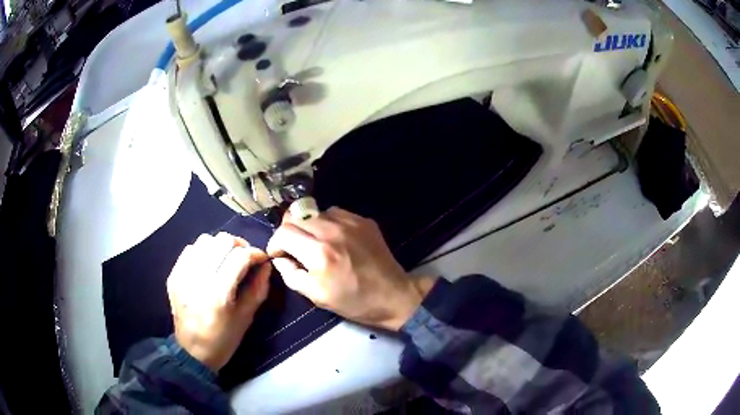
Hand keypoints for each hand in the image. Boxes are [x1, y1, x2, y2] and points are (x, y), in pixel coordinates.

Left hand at [166, 232, 270, 370]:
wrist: (193, 352)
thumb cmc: (224, 339)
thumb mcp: (247, 317)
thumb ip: (258, 288)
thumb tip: (265, 265)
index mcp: (219, 294)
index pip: (240, 257)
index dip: (255, 253)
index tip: (262, 259)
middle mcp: (198, 280)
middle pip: (221, 241)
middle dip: (239, 245)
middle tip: (244, 258)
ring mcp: (183, 276)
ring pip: (204, 240)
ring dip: (220, 246)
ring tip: (225, 259)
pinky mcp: (173, 276)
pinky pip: (189, 249)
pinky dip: (203, 251)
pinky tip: (208, 264)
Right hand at [266, 207, 435, 330]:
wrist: (393, 295)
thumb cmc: (354, 301)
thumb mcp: (316, 296)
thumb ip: (291, 275)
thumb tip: (280, 258)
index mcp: (319, 253)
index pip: (283, 232)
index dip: (275, 243)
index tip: (279, 254)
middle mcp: (332, 231)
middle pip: (296, 218)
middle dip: (288, 234)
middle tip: (293, 249)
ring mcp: (350, 222)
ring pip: (314, 213)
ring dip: (308, 227)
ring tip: (314, 243)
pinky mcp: (363, 220)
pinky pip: (334, 213)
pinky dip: (327, 223)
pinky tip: (333, 238)